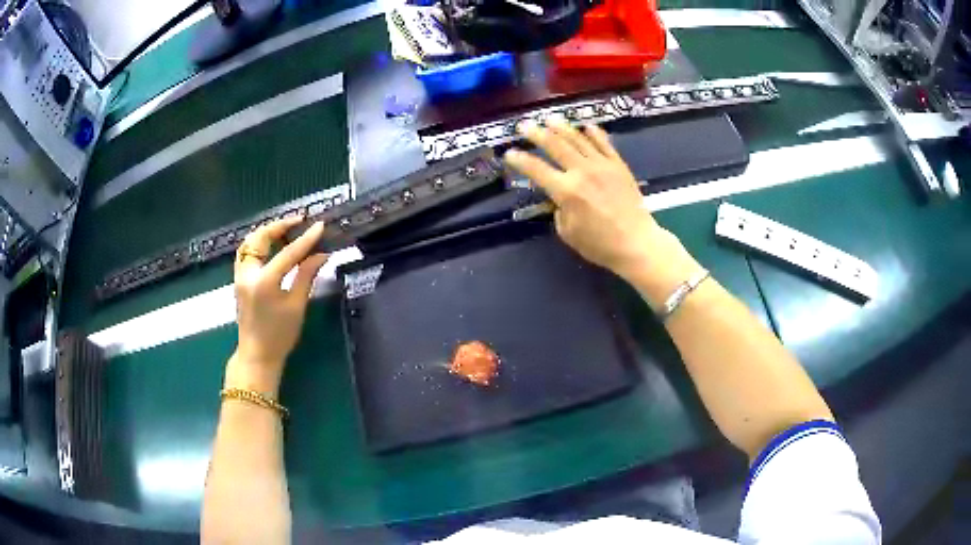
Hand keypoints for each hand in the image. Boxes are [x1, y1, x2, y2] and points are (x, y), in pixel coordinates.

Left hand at [228, 217, 327, 393]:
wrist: (257, 355)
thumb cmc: (280, 335)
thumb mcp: (297, 305)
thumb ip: (307, 275)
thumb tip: (322, 254)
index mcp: (264, 282)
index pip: (288, 253)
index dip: (306, 239)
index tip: (320, 225)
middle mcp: (248, 274)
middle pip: (260, 238)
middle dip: (280, 226)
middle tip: (299, 222)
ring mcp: (240, 275)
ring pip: (249, 242)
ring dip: (267, 232)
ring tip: (286, 230)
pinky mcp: (238, 279)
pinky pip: (246, 252)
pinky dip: (258, 243)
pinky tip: (271, 245)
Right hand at [504, 118, 700, 302]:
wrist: (637, 243)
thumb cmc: (600, 245)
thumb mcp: (568, 233)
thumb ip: (559, 211)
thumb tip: (560, 198)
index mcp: (566, 191)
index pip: (536, 169)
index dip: (520, 160)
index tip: (509, 153)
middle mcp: (582, 171)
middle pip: (555, 145)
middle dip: (537, 134)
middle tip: (524, 126)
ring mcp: (602, 165)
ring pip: (578, 139)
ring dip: (562, 127)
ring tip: (550, 119)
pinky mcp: (619, 165)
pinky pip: (604, 143)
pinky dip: (594, 133)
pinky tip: (586, 126)